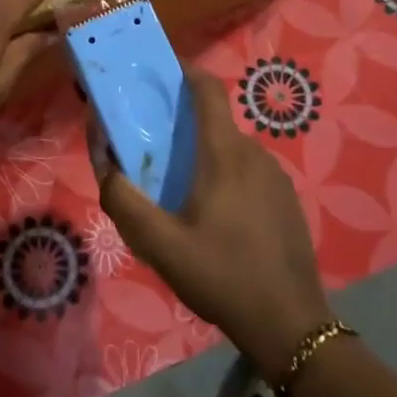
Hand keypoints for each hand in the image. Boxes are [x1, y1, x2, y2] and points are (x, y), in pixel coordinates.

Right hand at [96, 66, 333, 381]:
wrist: (290, 325)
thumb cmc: (221, 277)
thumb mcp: (160, 245)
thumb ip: (124, 201)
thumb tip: (107, 165)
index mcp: (224, 155)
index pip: (207, 89)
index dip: (184, 71)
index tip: (159, 73)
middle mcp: (254, 154)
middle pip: (214, 123)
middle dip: (183, 127)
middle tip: (154, 154)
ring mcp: (276, 177)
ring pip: (231, 151)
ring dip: (205, 158)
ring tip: (181, 195)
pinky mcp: (287, 200)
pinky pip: (249, 173)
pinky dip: (227, 179)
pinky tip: (216, 220)